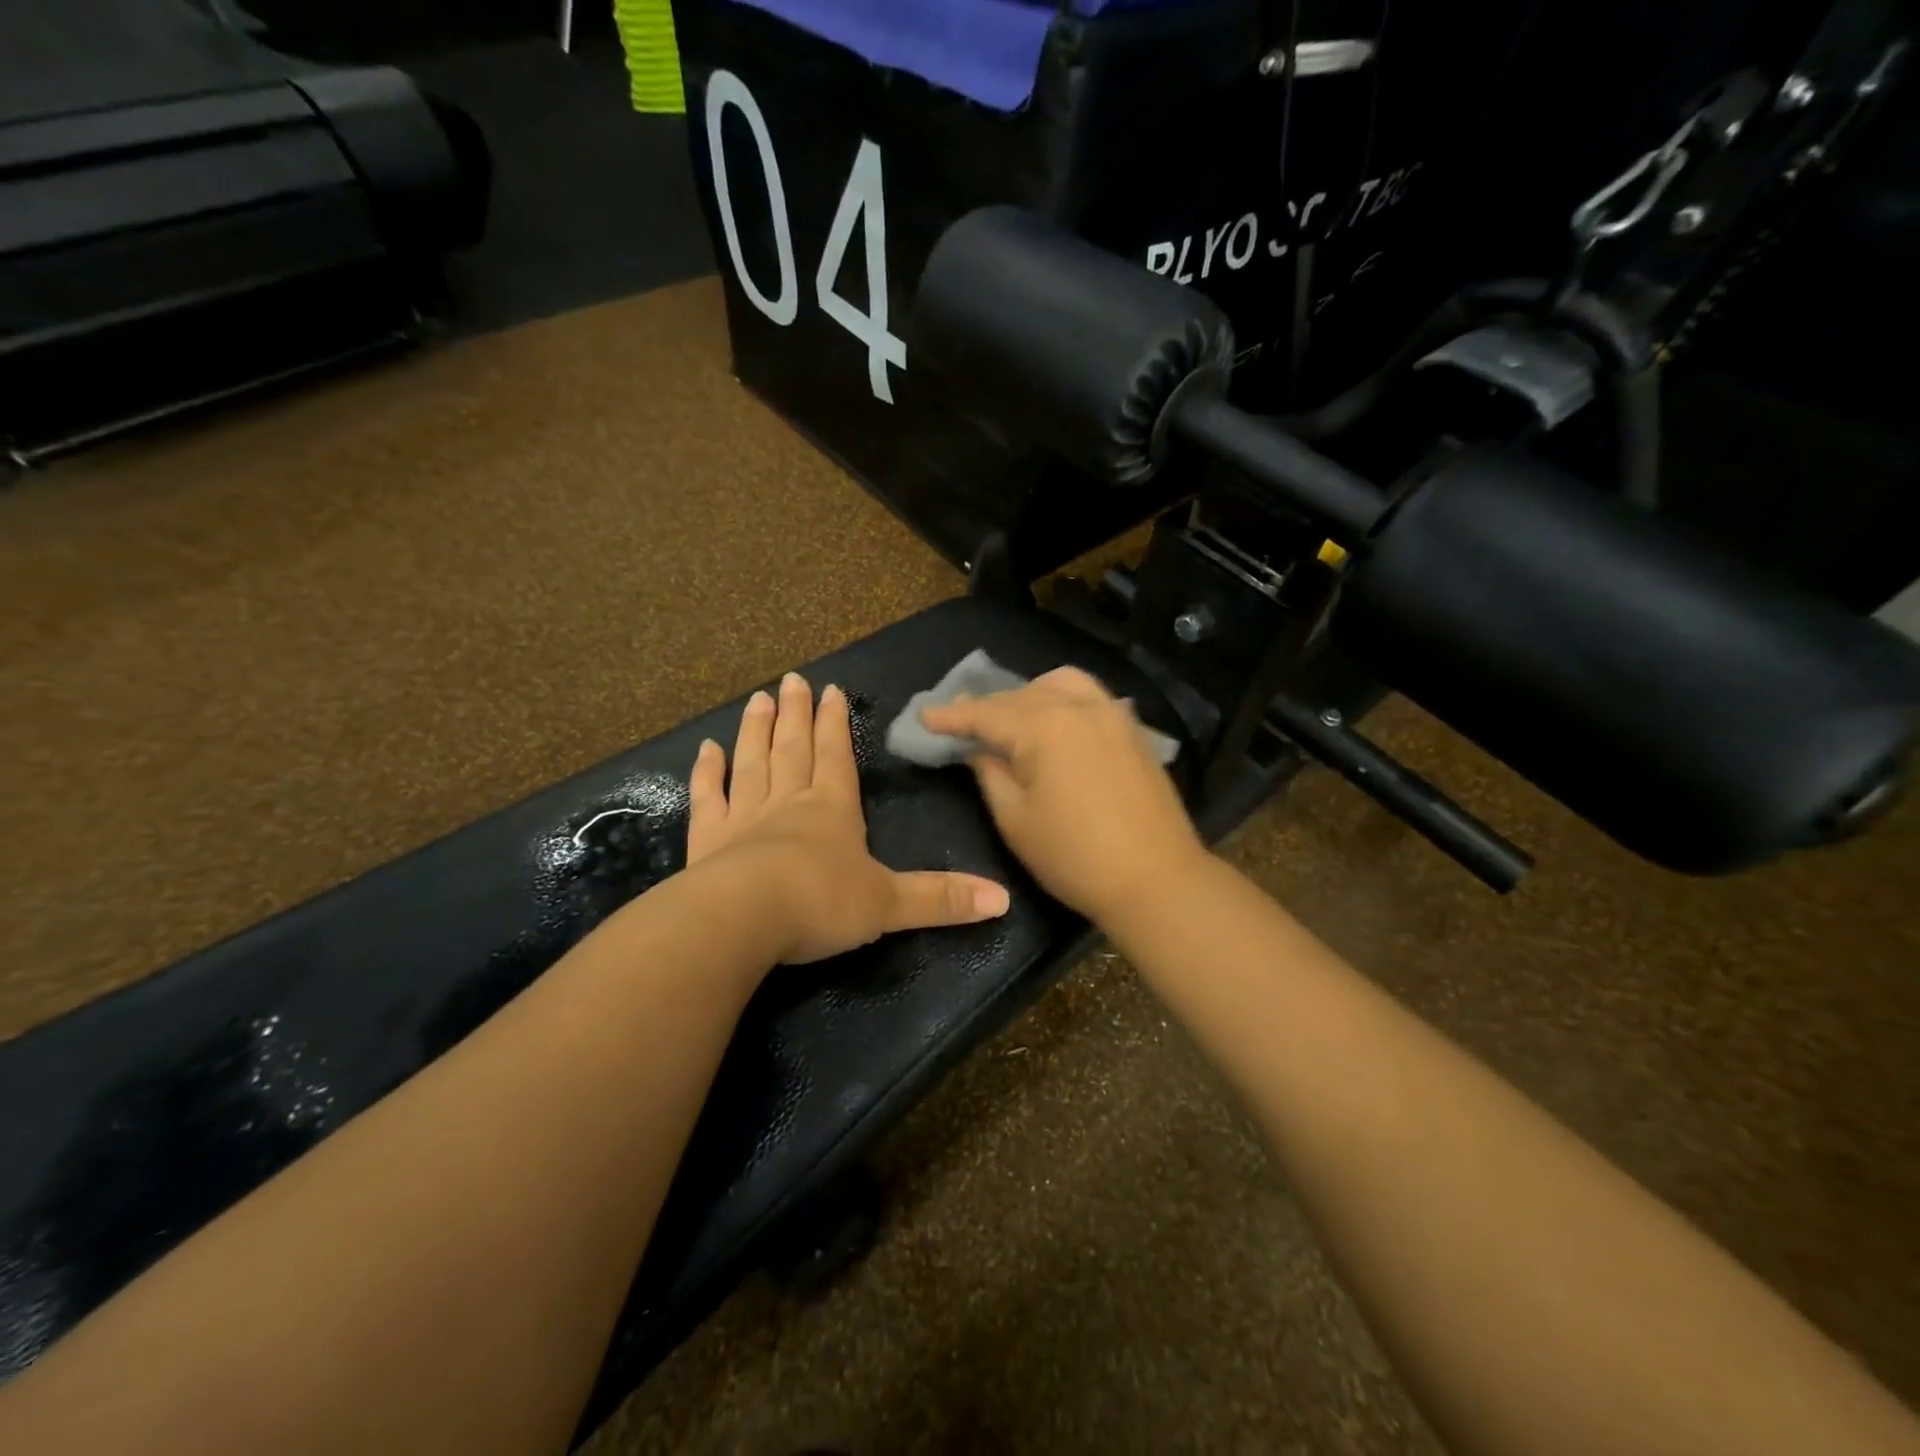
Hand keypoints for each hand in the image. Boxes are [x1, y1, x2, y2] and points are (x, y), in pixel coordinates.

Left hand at [687, 673, 1010, 964]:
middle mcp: (789, 802)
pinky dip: (706, 772)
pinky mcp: (708, 840)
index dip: (837, 724)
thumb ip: (942, 899)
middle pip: (794, 748)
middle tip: (791, 680)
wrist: (742, 920)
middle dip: (796, 714)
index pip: (837, 756)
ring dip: (755, 730)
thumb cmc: (821, 904)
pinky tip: (705, 749)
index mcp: (833, 809)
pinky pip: (708, 798)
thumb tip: (1003, 900)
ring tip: (758, 698)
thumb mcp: (890, 904)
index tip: (832, 690)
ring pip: (753, 762)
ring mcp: (744, 817)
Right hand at [919, 667, 1209, 925]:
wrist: (1156, 879)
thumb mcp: (1015, 819)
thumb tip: (977, 749)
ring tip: (1011, 720)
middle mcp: (1079, 707)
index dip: (952, 716)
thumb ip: (989, 773)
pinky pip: (1090, 698)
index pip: (986, 713)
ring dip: (1028, 695)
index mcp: (1045, 727)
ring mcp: (1112, 714)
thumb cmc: (1074, 857)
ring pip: (1060, 685)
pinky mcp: (1133, 730)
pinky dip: (1063, 700)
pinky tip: (1056, 725)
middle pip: (1021, 695)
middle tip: (961, 722)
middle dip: (987, 707)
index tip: (924, 716)